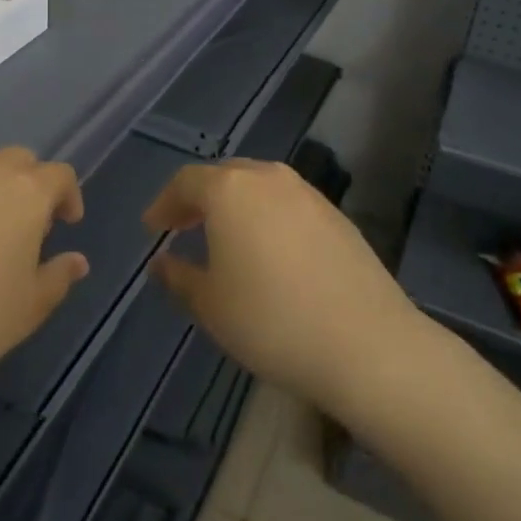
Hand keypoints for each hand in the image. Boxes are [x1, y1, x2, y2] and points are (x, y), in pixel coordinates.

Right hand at [144, 159, 416, 414]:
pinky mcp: (337, 215)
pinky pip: (288, 204)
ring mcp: (308, 194)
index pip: (186, 182)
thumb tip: (161, 262)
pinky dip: (268, 217)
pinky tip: (270, 251)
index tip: (153, 228)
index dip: (164, 203)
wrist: (367, 344)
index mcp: (229, 189)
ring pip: (259, 186)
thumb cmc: (271, 320)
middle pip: (224, 176)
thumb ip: (178, 277)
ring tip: (226, 238)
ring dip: (236, 206)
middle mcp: (268, 178)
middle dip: (199, 198)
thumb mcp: (210, 305)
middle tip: (184, 226)